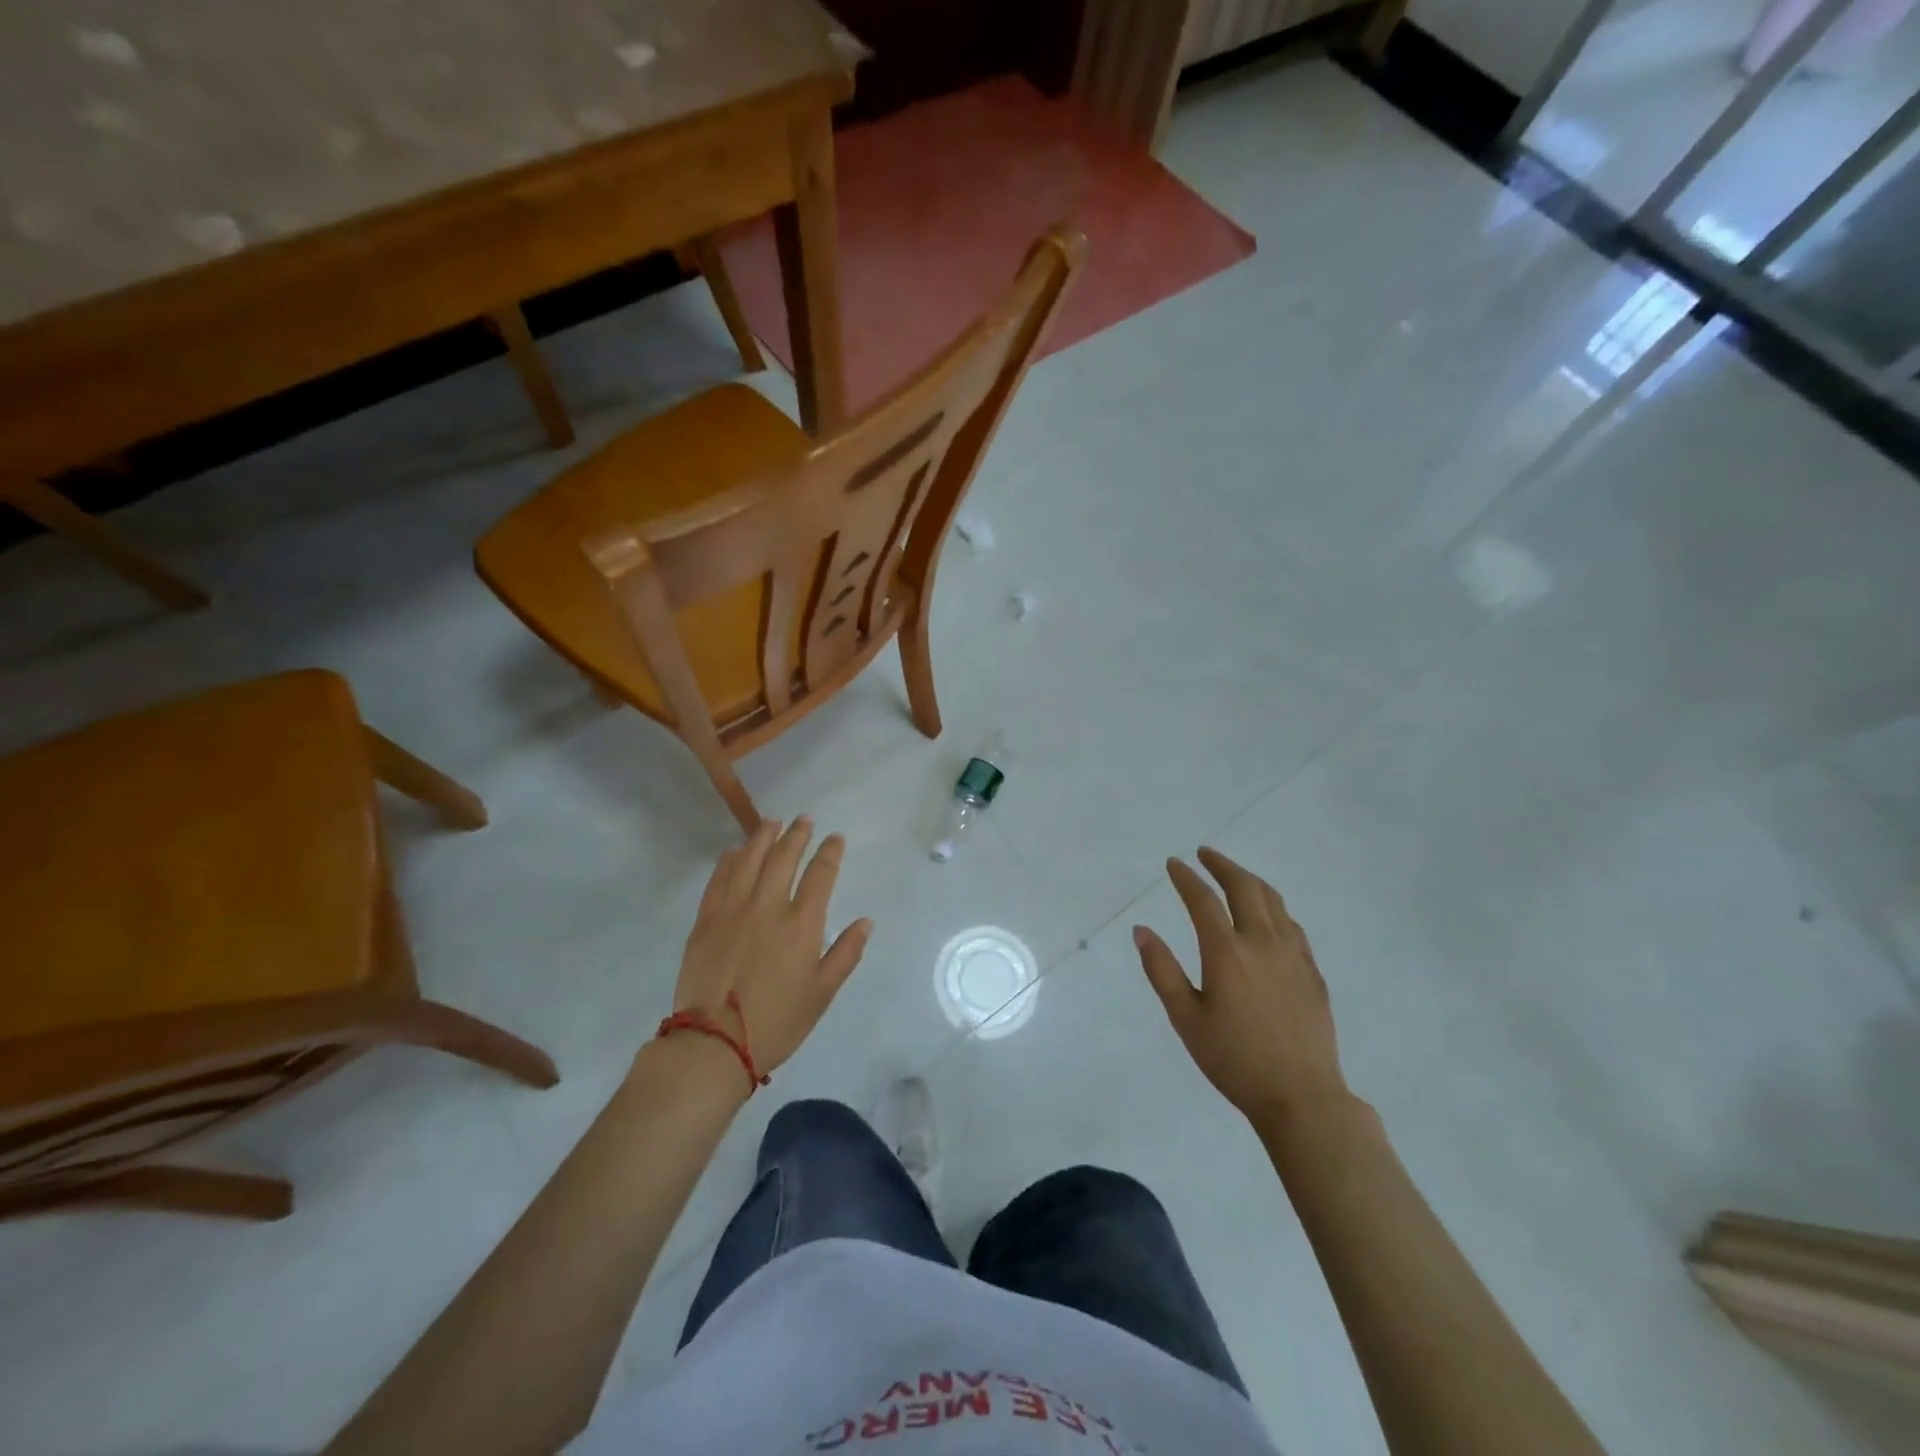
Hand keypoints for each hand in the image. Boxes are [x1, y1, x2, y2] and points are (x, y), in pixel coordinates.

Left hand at [670, 817, 871, 1075]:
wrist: (714, 1043)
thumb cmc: (777, 1021)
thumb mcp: (822, 993)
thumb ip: (846, 953)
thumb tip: (866, 922)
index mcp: (801, 924)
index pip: (820, 874)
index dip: (830, 852)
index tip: (835, 838)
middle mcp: (768, 906)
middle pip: (784, 857)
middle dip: (797, 834)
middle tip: (805, 820)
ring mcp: (733, 909)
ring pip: (749, 859)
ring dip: (763, 836)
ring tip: (772, 822)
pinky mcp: (706, 920)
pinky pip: (719, 878)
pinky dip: (730, 860)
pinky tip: (735, 851)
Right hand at [1133, 847, 1348, 1129]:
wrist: (1302, 1097)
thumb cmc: (1234, 1060)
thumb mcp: (1186, 1018)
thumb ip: (1162, 970)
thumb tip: (1141, 930)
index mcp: (1227, 952)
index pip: (1203, 900)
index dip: (1186, 878)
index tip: (1174, 863)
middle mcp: (1262, 942)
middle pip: (1244, 887)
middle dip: (1222, 865)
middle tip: (1204, 854)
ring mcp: (1293, 955)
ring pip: (1273, 901)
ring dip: (1250, 880)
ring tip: (1234, 875)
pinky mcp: (1312, 971)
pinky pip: (1291, 924)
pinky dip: (1273, 906)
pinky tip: (1267, 915)